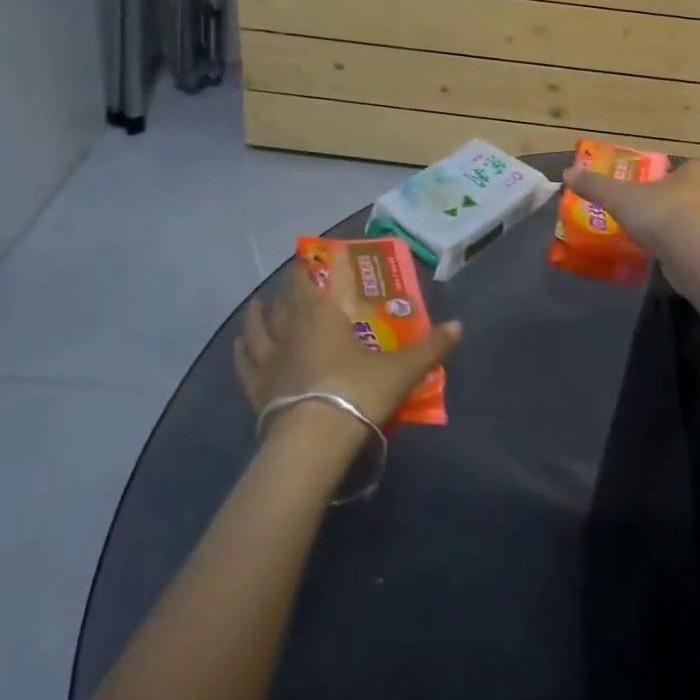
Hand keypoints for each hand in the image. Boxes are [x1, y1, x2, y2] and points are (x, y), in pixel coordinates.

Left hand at [235, 269, 461, 431]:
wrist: (314, 441)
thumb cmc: (357, 391)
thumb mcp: (401, 370)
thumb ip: (429, 347)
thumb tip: (459, 325)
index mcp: (321, 316)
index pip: (307, 282)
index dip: (307, 268)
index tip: (308, 257)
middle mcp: (290, 331)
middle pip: (282, 304)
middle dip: (287, 292)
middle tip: (293, 286)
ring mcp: (269, 362)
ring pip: (257, 331)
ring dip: (257, 317)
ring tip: (257, 307)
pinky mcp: (257, 392)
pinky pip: (245, 366)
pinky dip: (241, 353)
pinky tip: (240, 347)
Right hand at [561, 156, 699, 258]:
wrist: (693, 251)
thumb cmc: (661, 212)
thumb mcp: (619, 197)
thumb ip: (596, 186)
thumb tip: (567, 174)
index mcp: (698, 175)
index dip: (692, 173)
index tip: (677, 181)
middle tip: (693, 207)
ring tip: (683, 239)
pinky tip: (682, 261)